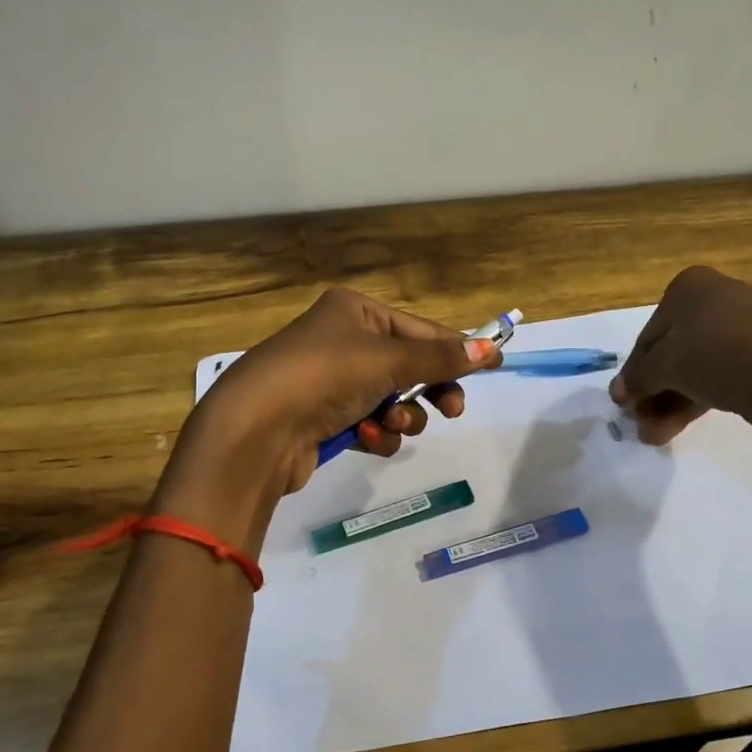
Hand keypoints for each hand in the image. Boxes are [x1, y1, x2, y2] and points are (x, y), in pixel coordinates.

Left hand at [186, 288, 501, 497]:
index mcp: (354, 311)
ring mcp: (332, 382)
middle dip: (429, 390)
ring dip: (401, 416)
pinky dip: (376, 433)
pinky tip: (366, 439)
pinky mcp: (325, 420)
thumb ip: (442, 358)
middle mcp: (342, 340)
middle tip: (452, 410)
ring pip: (393, 400)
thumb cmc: (325, 375)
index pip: (419, 329)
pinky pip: (370, 424)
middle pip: (409, 366)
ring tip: (390, 422)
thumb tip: (493, 349)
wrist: (257, 430)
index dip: (455, 349)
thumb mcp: (389, 360)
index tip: (491, 367)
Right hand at [612, 267, 751, 443]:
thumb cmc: (713, 355)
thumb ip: (637, 379)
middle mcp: (719, 295)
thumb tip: (619, 392)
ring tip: (660, 436)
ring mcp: (750, 322)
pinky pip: (728, 371)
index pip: (649, 336)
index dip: (634, 372)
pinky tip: (690, 424)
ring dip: (674, 401)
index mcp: (688, 286)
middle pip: (675, 351)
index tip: (625, 402)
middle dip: (656, 392)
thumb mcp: (662, 367)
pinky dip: (705, 395)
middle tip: (643, 424)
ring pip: (700, 365)